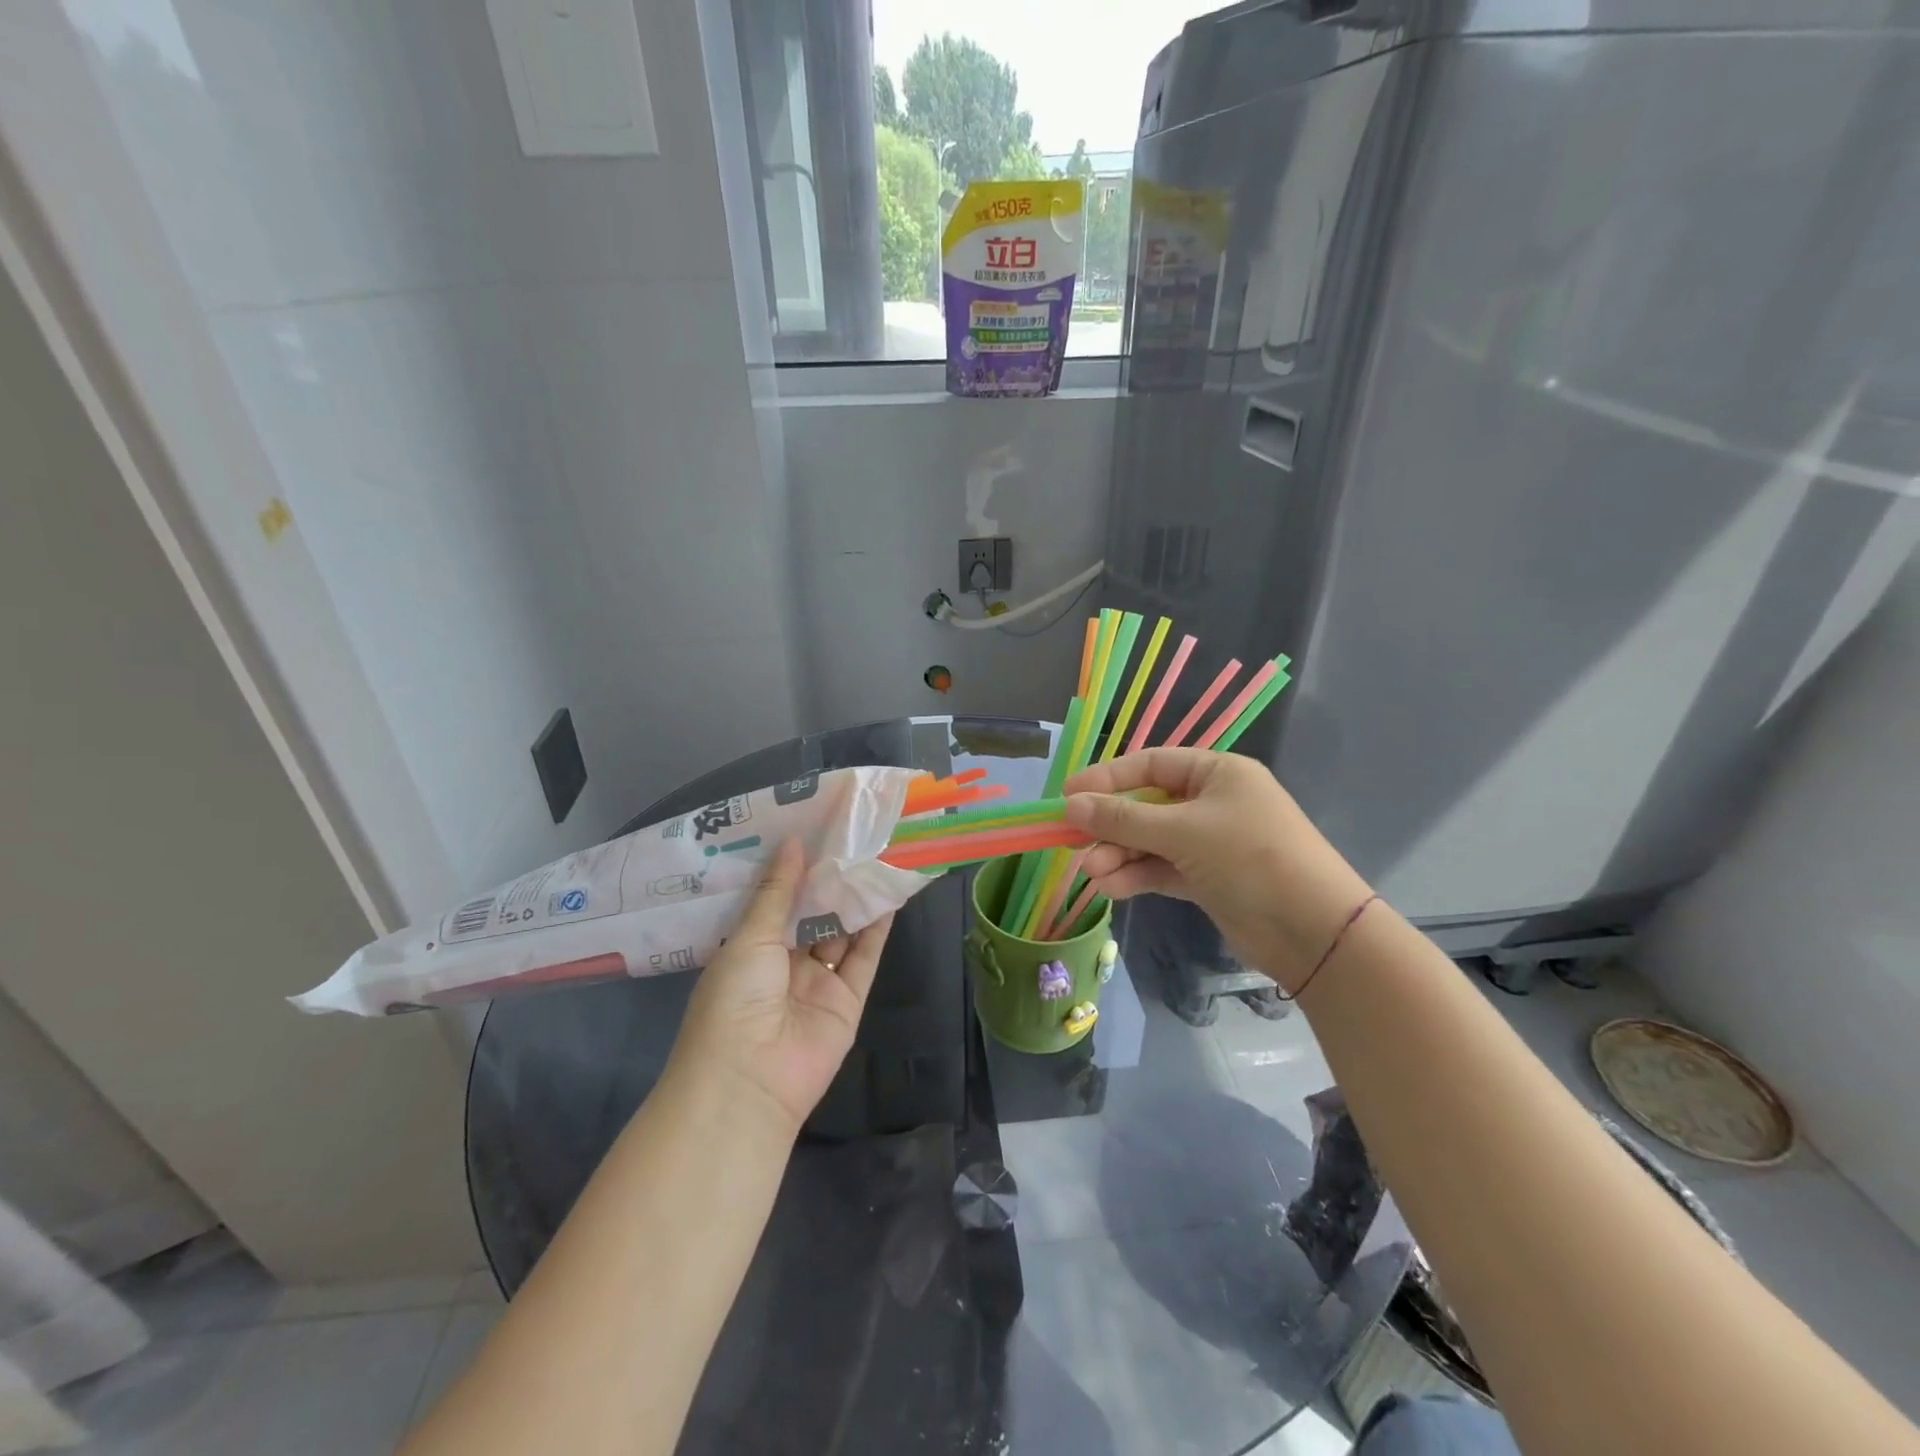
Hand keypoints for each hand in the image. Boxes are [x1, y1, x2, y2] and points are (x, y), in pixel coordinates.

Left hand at [668, 839, 892, 1134]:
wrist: (750, 1079)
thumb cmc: (734, 1000)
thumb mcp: (749, 938)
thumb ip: (777, 892)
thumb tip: (792, 843)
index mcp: (750, 951)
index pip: (776, 903)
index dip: (793, 871)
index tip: (812, 833)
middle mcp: (784, 965)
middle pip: (811, 916)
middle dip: (827, 882)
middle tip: (849, 838)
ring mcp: (818, 983)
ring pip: (841, 934)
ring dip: (854, 901)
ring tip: (873, 857)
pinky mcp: (848, 1000)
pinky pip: (864, 958)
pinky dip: (876, 929)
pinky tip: (886, 895)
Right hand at [1063, 749, 1371, 993]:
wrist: (1314, 931)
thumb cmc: (1250, 858)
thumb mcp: (1183, 832)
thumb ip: (1123, 819)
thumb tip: (1070, 805)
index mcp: (1217, 773)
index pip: (1151, 764)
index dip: (1108, 778)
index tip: (1068, 795)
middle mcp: (1213, 803)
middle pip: (1147, 805)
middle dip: (1111, 826)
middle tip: (1072, 842)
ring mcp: (1211, 843)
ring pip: (1151, 842)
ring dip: (1119, 856)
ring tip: (1091, 874)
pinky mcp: (1208, 879)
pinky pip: (1162, 869)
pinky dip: (1137, 876)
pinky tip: (1110, 888)